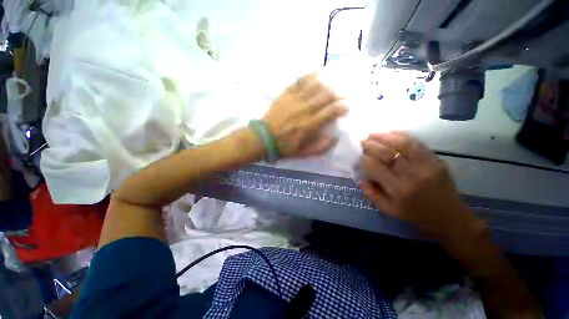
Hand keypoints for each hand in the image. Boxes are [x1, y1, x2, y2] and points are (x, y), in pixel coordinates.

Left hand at [262, 73, 347, 158]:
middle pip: (326, 95)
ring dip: (329, 81)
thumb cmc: (284, 147)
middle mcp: (304, 109)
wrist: (263, 138)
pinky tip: (318, 73)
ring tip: (337, 80)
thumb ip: (320, 147)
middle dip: (340, 93)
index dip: (343, 106)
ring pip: (315, 85)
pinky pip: (300, 81)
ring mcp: (294, 100)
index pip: (331, 111)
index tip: (347, 106)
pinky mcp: (286, 94)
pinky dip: (311, 76)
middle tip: (346, 92)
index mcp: (309, 125)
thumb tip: (335, 137)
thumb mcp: (303, 153)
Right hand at [359, 131, 479, 239]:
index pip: (375, 167)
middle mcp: (412, 175)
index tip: (360, 156)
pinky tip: (391, 133)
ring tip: (374, 134)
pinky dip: (402, 135)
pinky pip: (418, 143)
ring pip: (403, 143)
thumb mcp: (388, 210)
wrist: (449, 217)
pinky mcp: (437, 160)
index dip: (364, 159)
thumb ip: (371, 193)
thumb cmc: (415, 215)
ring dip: (385, 136)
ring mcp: (427, 165)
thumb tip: (361, 176)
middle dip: (371, 145)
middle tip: (362, 141)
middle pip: (387, 153)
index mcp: (398, 190)